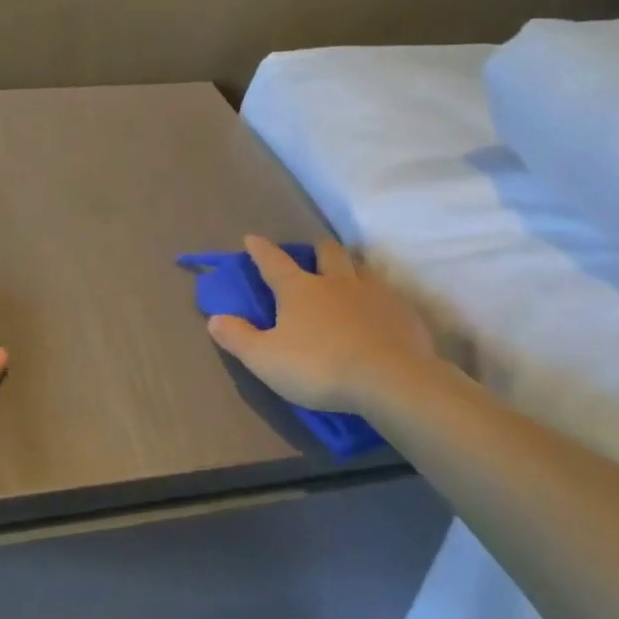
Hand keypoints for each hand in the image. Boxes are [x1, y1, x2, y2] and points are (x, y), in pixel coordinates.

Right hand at [207, 236, 439, 416]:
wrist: (389, 380)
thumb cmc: (318, 367)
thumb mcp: (265, 359)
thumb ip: (238, 337)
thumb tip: (214, 318)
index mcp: (299, 289)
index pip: (273, 262)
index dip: (260, 250)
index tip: (252, 238)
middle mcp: (336, 282)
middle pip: (327, 253)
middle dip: (317, 250)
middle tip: (314, 255)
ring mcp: (374, 294)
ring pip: (362, 269)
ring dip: (352, 269)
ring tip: (349, 279)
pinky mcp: (403, 313)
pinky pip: (390, 296)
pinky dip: (380, 300)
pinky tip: (381, 315)